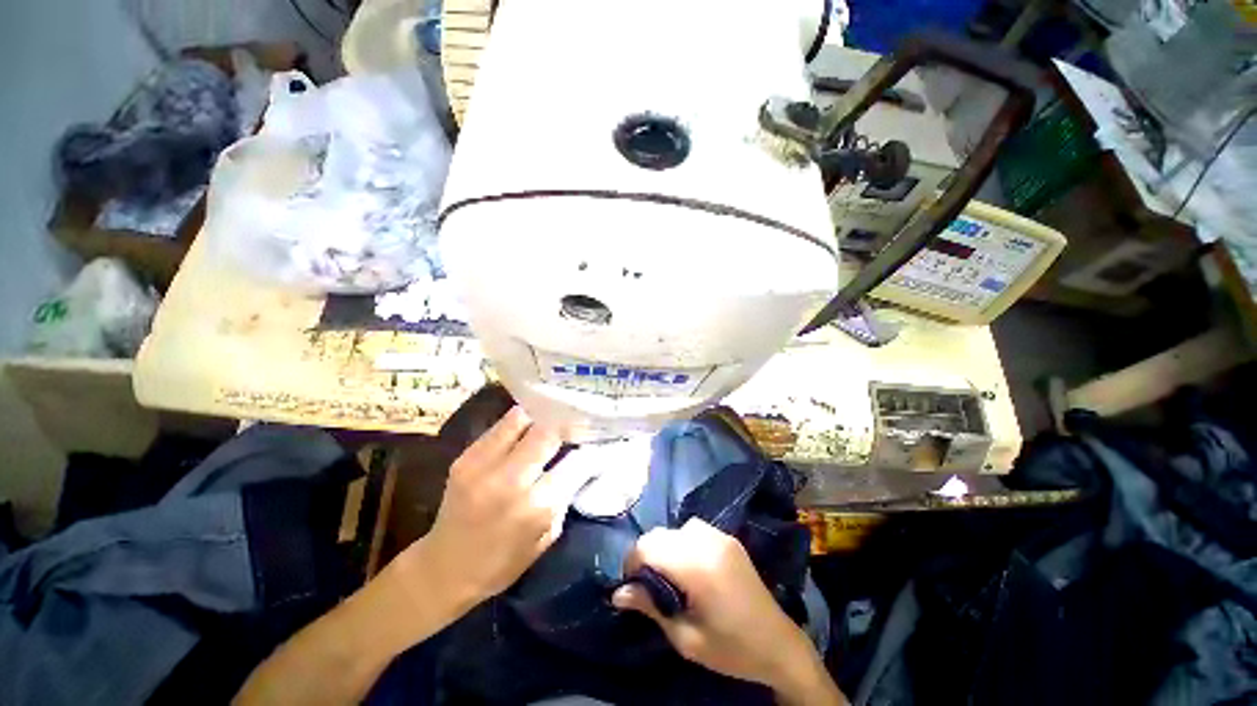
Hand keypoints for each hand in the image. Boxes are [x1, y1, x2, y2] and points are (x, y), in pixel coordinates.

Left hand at [402, 406, 582, 612]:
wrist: (443, 569)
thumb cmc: (502, 563)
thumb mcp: (547, 536)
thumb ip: (565, 496)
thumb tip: (582, 464)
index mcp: (535, 507)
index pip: (575, 462)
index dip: (589, 450)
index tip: (596, 443)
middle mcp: (510, 480)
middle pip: (548, 432)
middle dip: (566, 426)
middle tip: (575, 425)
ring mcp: (483, 464)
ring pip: (522, 419)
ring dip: (540, 419)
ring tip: (549, 422)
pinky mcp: (465, 457)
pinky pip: (500, 426)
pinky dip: (519, 423)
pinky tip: (526, 428)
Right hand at [613, 519, 844, 703]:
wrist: (779, 645)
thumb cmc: (732, 649)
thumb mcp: (686, 639)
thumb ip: (651, 608)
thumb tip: (617, 593)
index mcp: (697, 567)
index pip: (648, 546)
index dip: (631, 563)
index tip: (630, 585)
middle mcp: (707, 542)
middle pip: (659, 534)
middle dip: (646, 555)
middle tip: (647, 584)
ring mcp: (720, 536)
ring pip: (676, 528)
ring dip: (665, 547)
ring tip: (670, 575)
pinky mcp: (729, 538)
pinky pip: (695, 529)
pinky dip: (683, 542)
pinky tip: (691, 566)